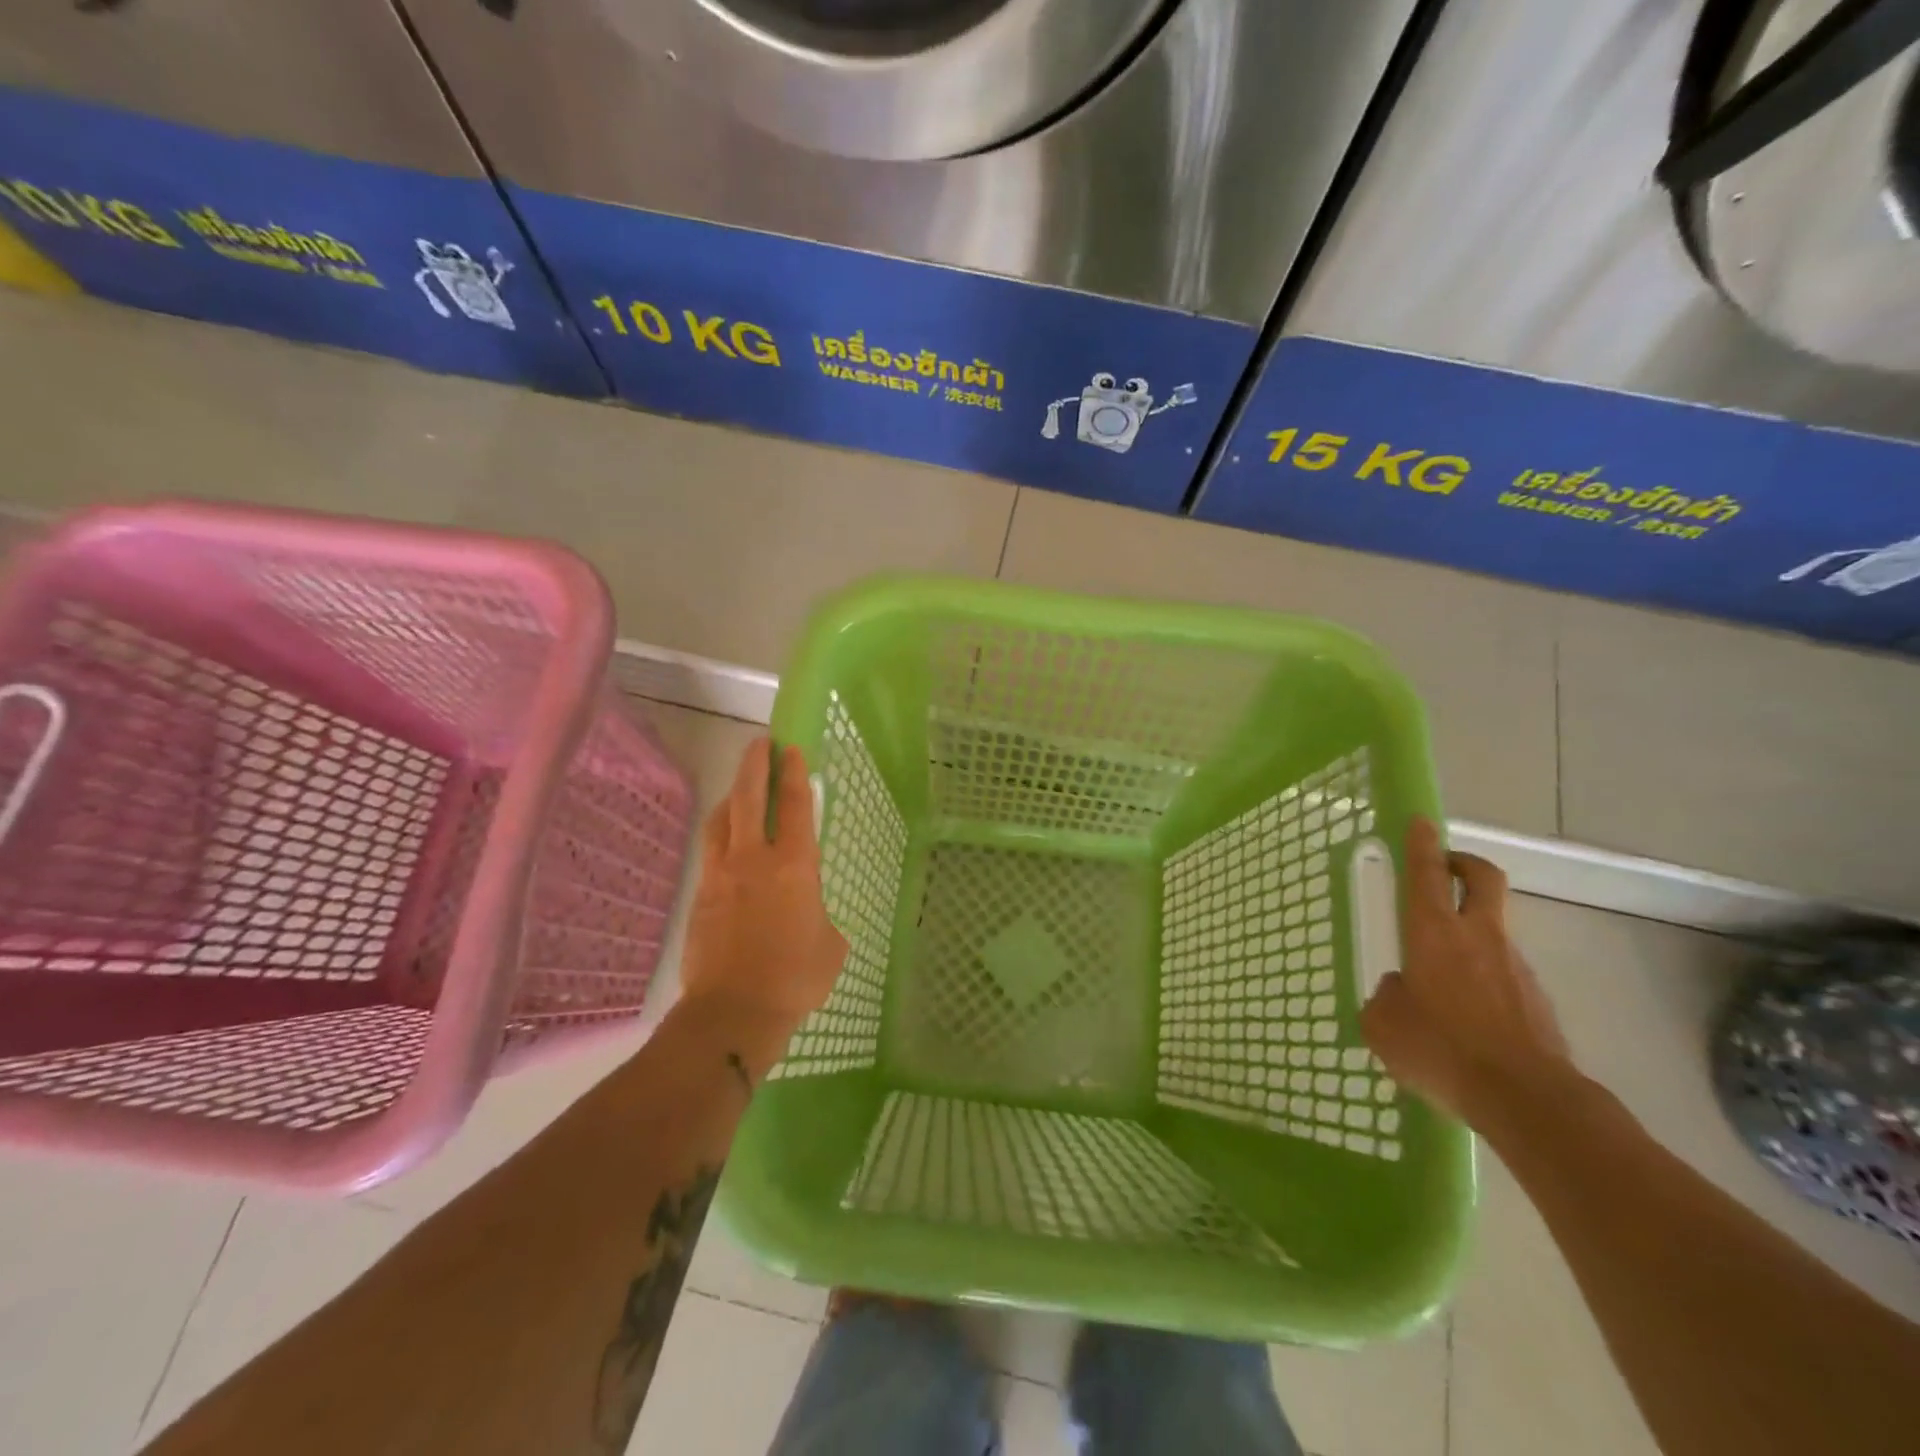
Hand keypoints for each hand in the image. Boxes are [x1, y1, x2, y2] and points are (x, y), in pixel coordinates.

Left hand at [679, 738, 847, 1040]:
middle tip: (760, 744)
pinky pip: (710, 850)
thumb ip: (820, 916)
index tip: (791, 749)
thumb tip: (809, 914)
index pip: (796, 806)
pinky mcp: (700, 894)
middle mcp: (755, 859)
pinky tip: (725, 838)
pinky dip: (720, 832)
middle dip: (755, 765)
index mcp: (795, 865)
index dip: (794, 773)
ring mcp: (722, 874)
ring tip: (740, 787)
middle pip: (750, 797)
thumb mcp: (830, 945)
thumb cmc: (795, 977)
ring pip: (722, 819)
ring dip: (733, 795)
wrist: (734, 1010)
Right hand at [1360, 818, 1574, 1129]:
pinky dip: (1484, 978)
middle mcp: (1478, 937)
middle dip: (1463, 863)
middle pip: (1482, 878)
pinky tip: (1467, 1017)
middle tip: (1443, 868)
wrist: (1528, 1099)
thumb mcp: (1384, 1024)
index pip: (1425, 873)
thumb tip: (1401, 991)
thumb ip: (1386, 997)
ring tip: (1440, 974)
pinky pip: (1504, 973)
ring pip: (1493, 928)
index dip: (1421, 843)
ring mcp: (1514, 966)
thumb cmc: (1442, 1049)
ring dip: (1470, 931)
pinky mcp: (1537, 1000)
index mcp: (1433, 933)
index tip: (1420, 821)